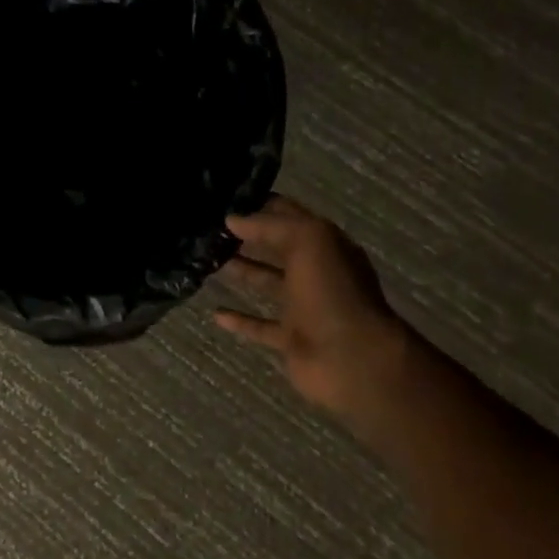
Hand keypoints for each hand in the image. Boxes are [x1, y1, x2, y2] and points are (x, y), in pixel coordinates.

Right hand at [214, 196, 409, 417]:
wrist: (350, 358)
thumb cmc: (331, 291)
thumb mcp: (308, 241)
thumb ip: (270, 226)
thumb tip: (232, 219)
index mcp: (326, 244)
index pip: (291, 215)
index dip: (261, 205)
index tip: (225, 200)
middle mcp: (317, 272)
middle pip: (278, 247)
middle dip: (248, 236)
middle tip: (209, 229)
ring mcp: (305, 307)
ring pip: (268, 282)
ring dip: (243, 271)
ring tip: (207, 260)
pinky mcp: (292, 338)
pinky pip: (261, 326)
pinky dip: (240, 320)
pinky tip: (215, 313)